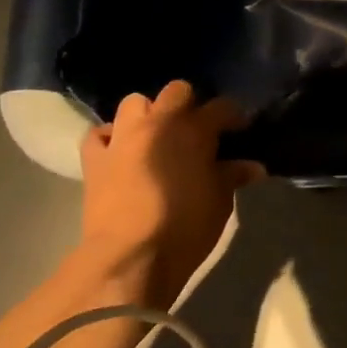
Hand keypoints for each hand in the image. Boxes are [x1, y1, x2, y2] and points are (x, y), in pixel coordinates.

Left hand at [72, 81, 263, 309]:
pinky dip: (111, 137)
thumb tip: (252, 167)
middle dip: (190, 104)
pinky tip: (122, 151)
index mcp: (194, 129)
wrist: (129, 256)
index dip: (234, 116)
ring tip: (159, 136)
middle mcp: (158, 123)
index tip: (240, 130)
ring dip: (149, 114)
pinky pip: (100, 134)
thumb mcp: (220, 201)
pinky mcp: (94, 160)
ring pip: (134, 103)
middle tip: (198, 130)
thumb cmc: (186, 225)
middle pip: (176, 91)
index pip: (222, 107)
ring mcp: (122, 138)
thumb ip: (233, 175)